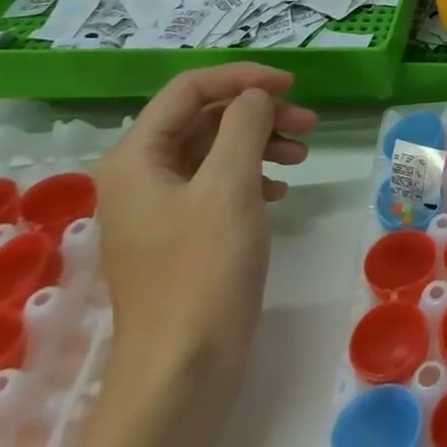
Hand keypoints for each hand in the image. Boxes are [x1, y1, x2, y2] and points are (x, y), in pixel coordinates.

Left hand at [95, 66, 314, 414]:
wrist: (183, 368)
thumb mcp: (229, 185)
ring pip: (215, 150)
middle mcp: (142, 175)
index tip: (292, 84)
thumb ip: (244, 126)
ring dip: (261, 142)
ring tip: (303, 156)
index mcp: (137, 157)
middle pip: (204, 118)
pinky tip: (281, 191)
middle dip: (258, 113)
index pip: (189, 89)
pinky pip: (219, 184)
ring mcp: (161, 208)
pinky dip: (253, 175)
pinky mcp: (182, 235)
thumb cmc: (203, 269)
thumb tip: (255, 95)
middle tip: (310, 123)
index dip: (242, 77)